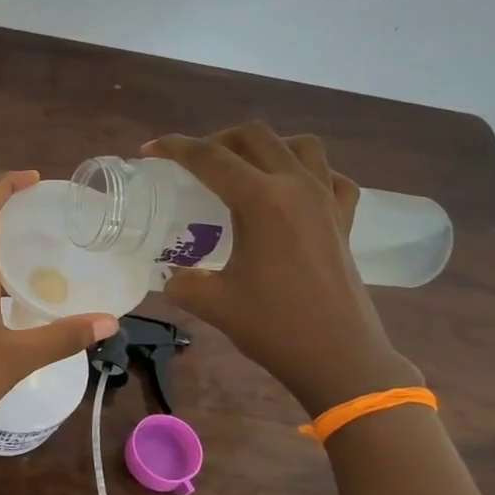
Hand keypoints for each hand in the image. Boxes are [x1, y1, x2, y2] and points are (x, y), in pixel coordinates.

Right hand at [143, 125, 417, 412]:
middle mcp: (296, 186)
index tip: (149, 150)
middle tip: (194, 164)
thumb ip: (182, 281)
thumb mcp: (212, 303)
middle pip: (254, 136)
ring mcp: (327, 200)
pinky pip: (330, 177)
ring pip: (299, 145)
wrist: (338, 357)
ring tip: (244, 171)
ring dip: (266, 148)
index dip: (174, 148)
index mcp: (261, 200)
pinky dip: (308, 174)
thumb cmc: (274, 326)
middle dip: (217, 140)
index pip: (210, 157)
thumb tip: (173, 276)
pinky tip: (292, 194)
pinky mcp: (345, 220)